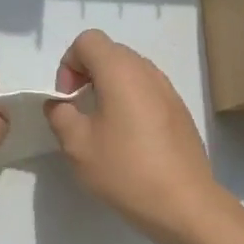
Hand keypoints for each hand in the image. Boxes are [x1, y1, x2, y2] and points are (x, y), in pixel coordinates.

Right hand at [45, 29, 226, 243]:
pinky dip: (130, 101)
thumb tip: (59, 104)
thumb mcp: (77, 145)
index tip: (67, 99)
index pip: (87, 40)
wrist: (184, 203)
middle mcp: (147, 71)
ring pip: (130, 71)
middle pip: (109, 52)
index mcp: (120, 71)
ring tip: (103, 126)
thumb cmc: (125, 169)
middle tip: (79, 112)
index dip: (69, 64)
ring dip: (109, 88)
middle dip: (87, 74)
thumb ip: (60, 114)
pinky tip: (128, 140)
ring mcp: (168, 90)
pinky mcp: (179, 110)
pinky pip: (147, 91)